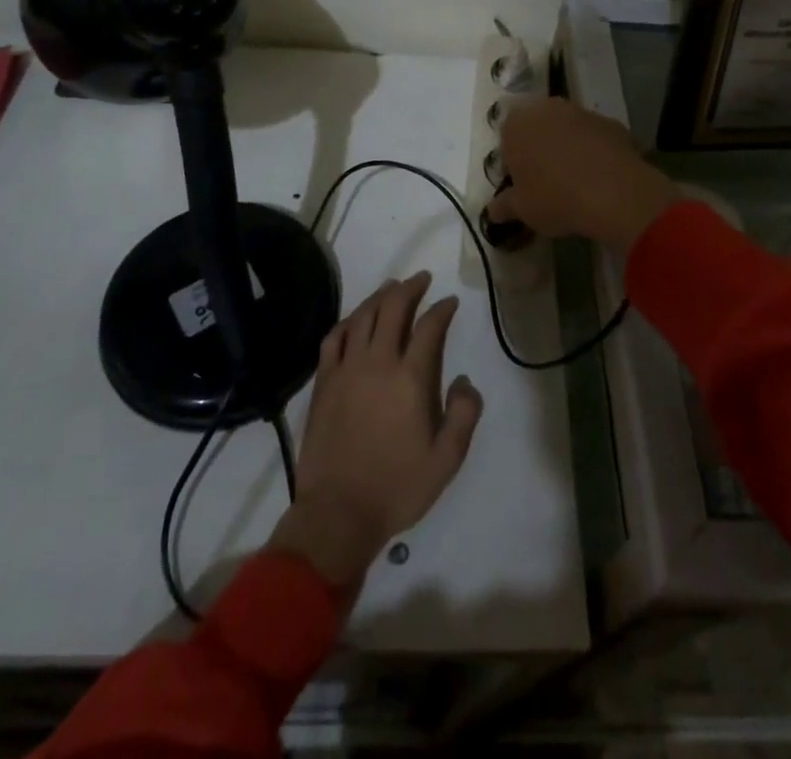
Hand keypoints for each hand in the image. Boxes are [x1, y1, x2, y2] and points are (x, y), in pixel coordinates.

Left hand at [268, 272, 481, 595]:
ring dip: (379, 296)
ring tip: (391, 288)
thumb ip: (464, 415)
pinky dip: (348, 321)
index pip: (429, 327)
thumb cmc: (397, 487)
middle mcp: (378, 363)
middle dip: (410, 288)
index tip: (450, 302)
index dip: (441, 309)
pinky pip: (334, 338)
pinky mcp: (324, 382)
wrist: (338, 512)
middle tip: (421, 279)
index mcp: (410, 378)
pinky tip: (355, 319)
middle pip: (393, 309)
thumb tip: (465, 380)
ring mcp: (346, 369)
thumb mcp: (447, 460)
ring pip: (363, 316)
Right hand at [486, 98, 680, 251]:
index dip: (513, 166)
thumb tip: (493, 210)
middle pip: (536, 129)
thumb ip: (504, 206)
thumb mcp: (522, 209)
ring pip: (566, 130)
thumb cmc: (555, 198)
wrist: (614, 192)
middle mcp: (545, 109)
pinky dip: (593, 151)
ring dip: (567, 148)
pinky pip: (594, 137)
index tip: (522, 187)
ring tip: (575, 181)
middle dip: (539, 150)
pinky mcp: (610, 122)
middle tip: (546, 182)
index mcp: (516, 125)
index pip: (505, 142)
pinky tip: (599, 177)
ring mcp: (580, 112)